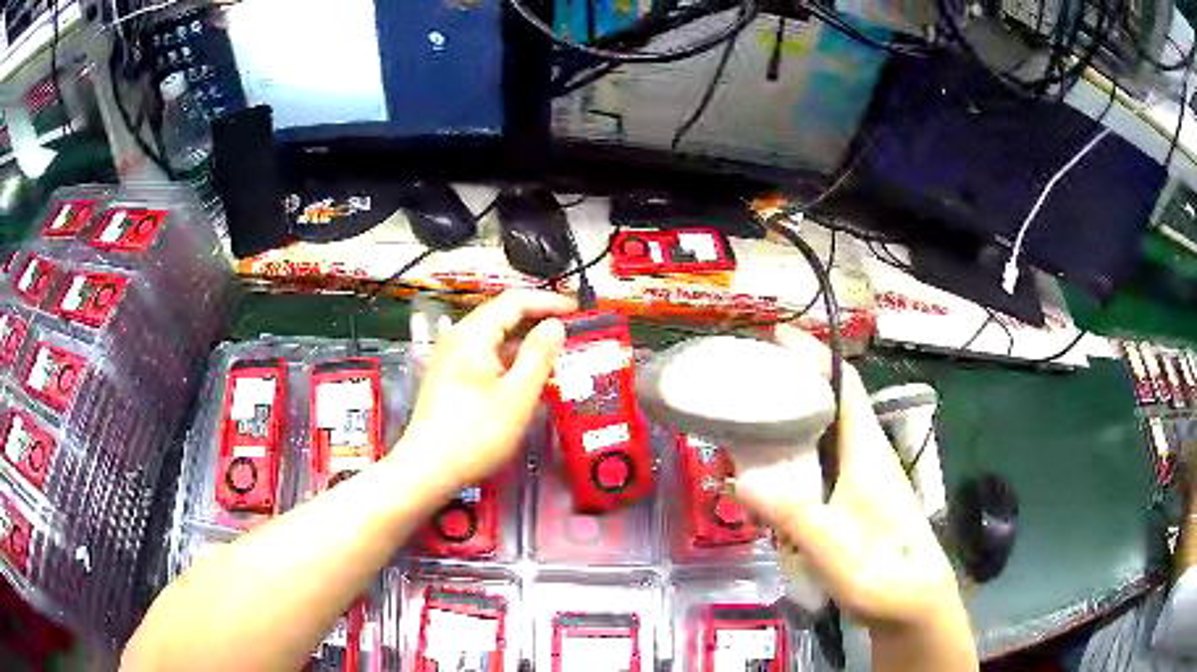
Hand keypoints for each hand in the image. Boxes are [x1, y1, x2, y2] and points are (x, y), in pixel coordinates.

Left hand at [392, 290, 575, 495]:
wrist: (427, 468)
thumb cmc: (475, 433)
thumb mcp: (517, 395)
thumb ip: (539, 355)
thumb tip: (555, 324)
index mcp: (473, 334)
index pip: (515, 300)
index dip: (548, 301)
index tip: (577, 310)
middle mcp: (458, 337)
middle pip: (502, 315)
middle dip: (538, 319)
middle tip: (571, 332)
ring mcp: (450, 357)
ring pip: (493, 337)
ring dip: (524, 342)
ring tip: (555, 355)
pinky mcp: (448, 377)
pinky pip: (484, 355)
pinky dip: (508, 359)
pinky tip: (525, 376)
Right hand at [732, 325, 964, 630]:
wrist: (913, 603)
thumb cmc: (881, 570)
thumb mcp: (830, 544)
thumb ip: (787, 512)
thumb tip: (738, 481)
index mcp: (867, 451)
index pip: (845, 385)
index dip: (815, 355)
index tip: (777, 338)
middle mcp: (867, 455)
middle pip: (831, 405)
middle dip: (793, 388)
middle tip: (746, 387)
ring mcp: (864, 479)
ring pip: (826, 437)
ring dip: (791, 426)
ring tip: (748, 430)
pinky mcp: (857, 501)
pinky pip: (823, 466)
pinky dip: (796, 460)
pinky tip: (772, 481)